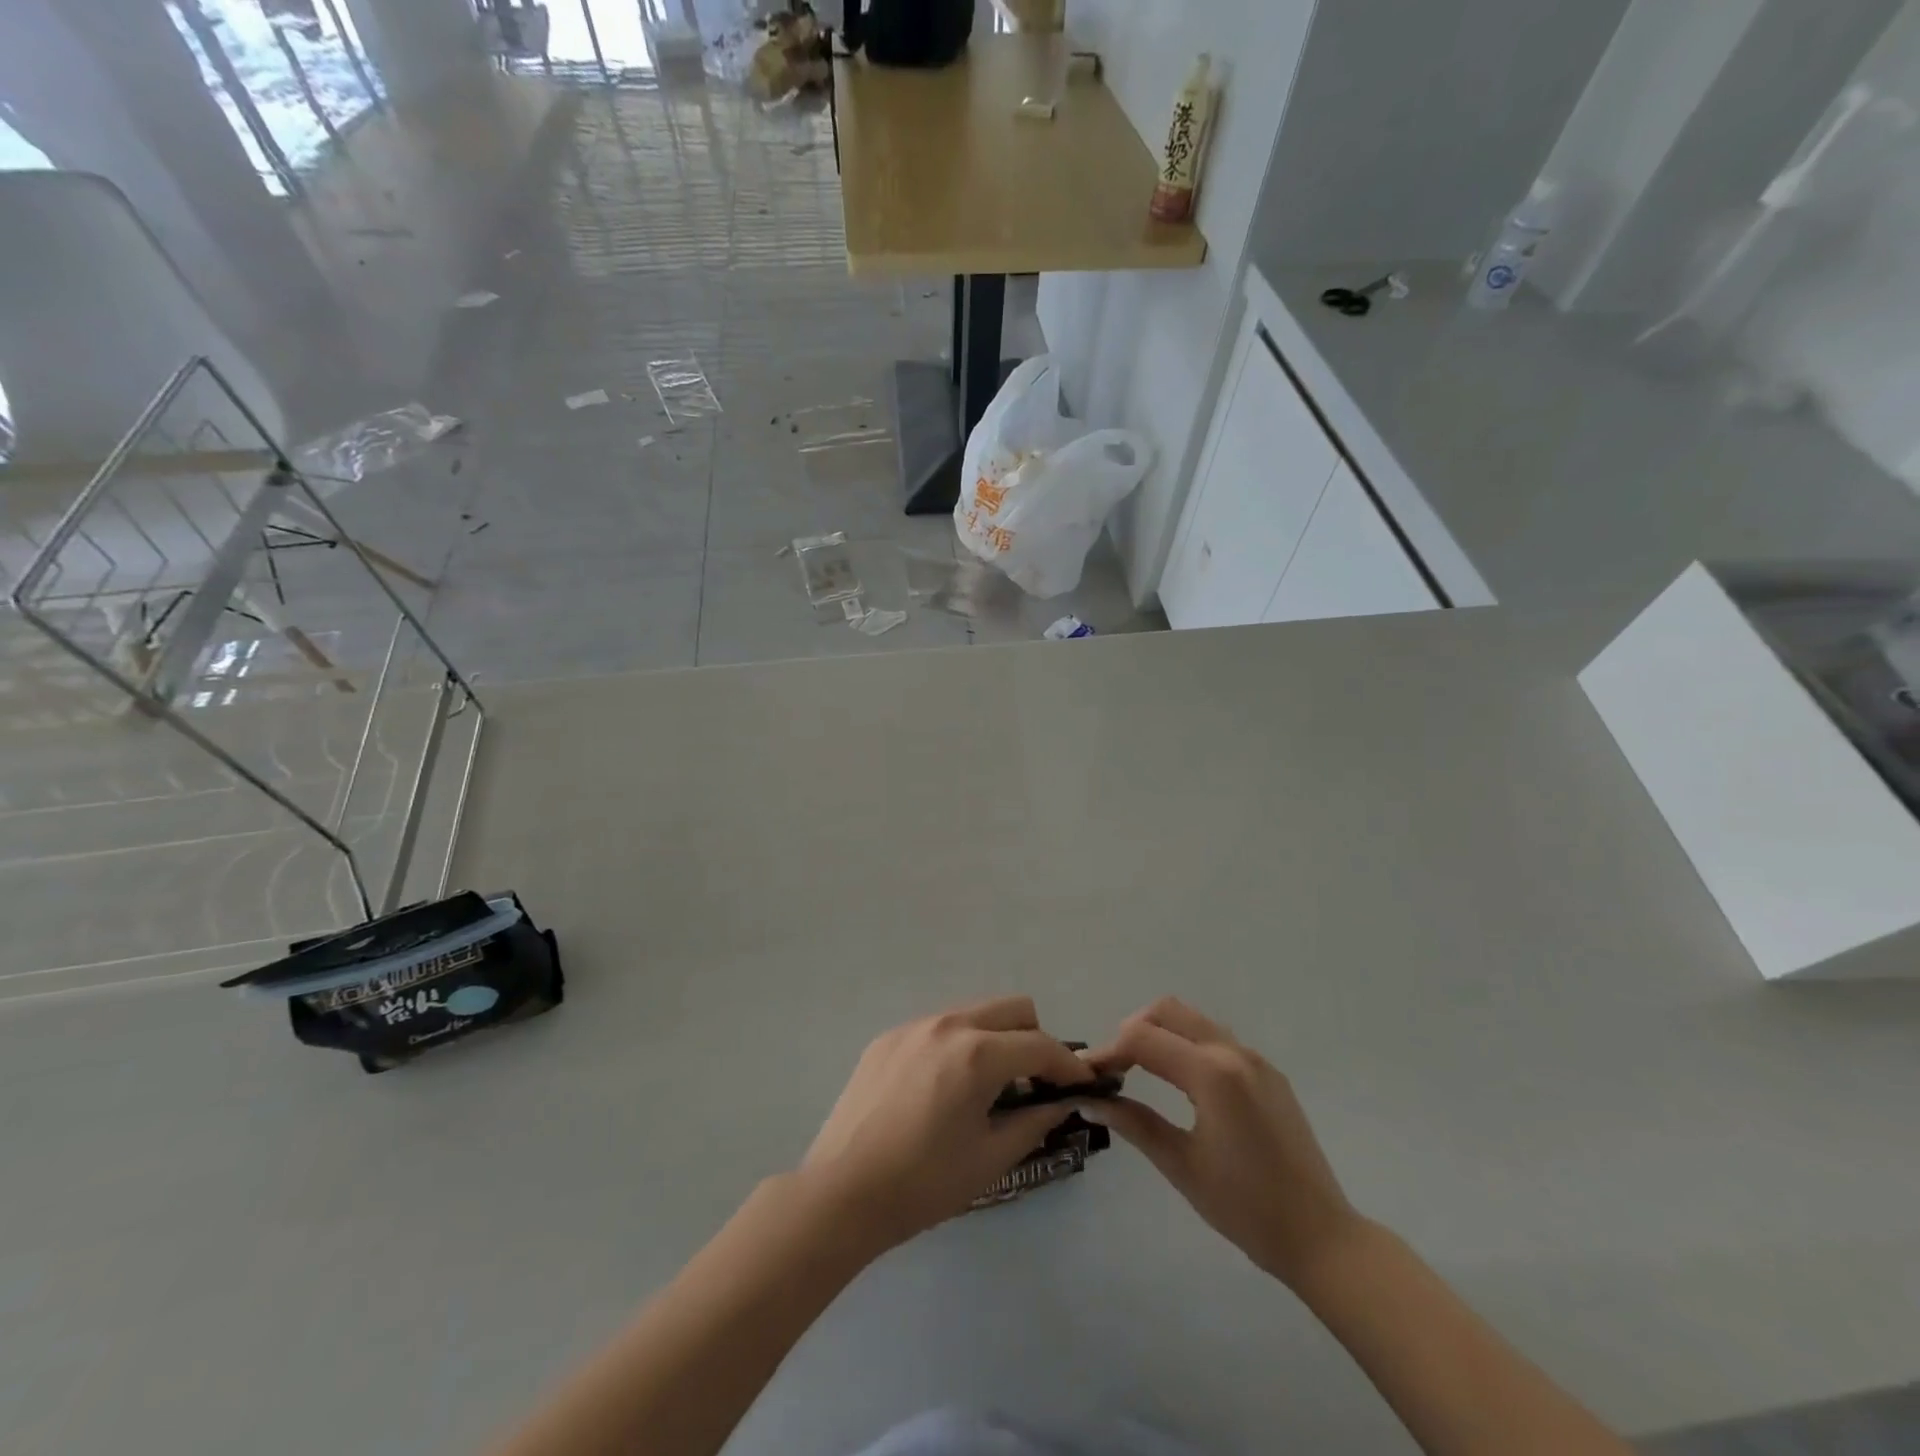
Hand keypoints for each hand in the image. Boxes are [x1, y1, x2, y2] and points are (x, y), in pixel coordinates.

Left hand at [801, 996, 1097, 1252]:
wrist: (841, 1193)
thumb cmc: (923, 1184)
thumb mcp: (990, 1159)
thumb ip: (1034, 1122)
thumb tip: (1060, 1104)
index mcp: (977, 1054)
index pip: (1041, 1045)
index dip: (1069, 1065)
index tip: (1081, 1085)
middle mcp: (948, 1024)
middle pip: (1013, 1009)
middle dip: (1035, 1040)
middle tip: (1033, 1084)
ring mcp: (914, 1026)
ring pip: (975, 1013)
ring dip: (996, 1039)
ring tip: (987, 1088)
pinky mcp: (888, 1037)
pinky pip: (939, 1027)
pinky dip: (958, 1046)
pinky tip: (944, 1089)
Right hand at [1089, 998, 1360, 1288]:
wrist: (1322, 1238)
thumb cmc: (1246, 1208)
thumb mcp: (1181, 1165)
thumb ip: (1133, 1123)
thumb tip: (1089, 1099)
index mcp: (1212, 1074)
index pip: (1143, 1039)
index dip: (1108, 1052)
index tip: (1086, 1075)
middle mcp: (1233, 1052)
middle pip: (1167, 1011)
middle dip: (1132, 1030)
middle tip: (1114, 1068)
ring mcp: (1255, 1059)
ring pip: (1193, 1020)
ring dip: (1160, 1033)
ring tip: (1139, 1069)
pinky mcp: (1268, 1073)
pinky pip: (1216, 1039)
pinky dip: (1187, 1044)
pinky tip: (1179, 1081)